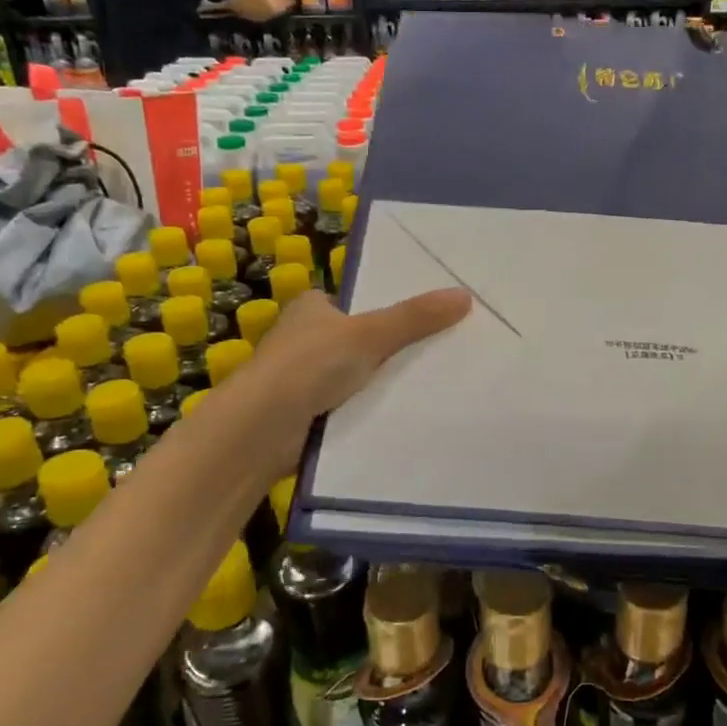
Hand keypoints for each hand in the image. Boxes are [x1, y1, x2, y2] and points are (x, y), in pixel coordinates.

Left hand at [227, 286, 471, 466]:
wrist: (261, 430)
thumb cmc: (309, 366)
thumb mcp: (368, 334)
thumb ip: (415, 317)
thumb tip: (464, 296)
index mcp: (312, 307)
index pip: (359, 302)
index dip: (392, 309)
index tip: (432, 318)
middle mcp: (305, 338)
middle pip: (363, 340)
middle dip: (394, 348)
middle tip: (444, 350)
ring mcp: (305, 378)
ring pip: (359, 375)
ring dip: (384, 382)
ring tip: (437, 383)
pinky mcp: (308, 413)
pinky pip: (352, 405)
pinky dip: (372, 409)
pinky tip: (406, 413)